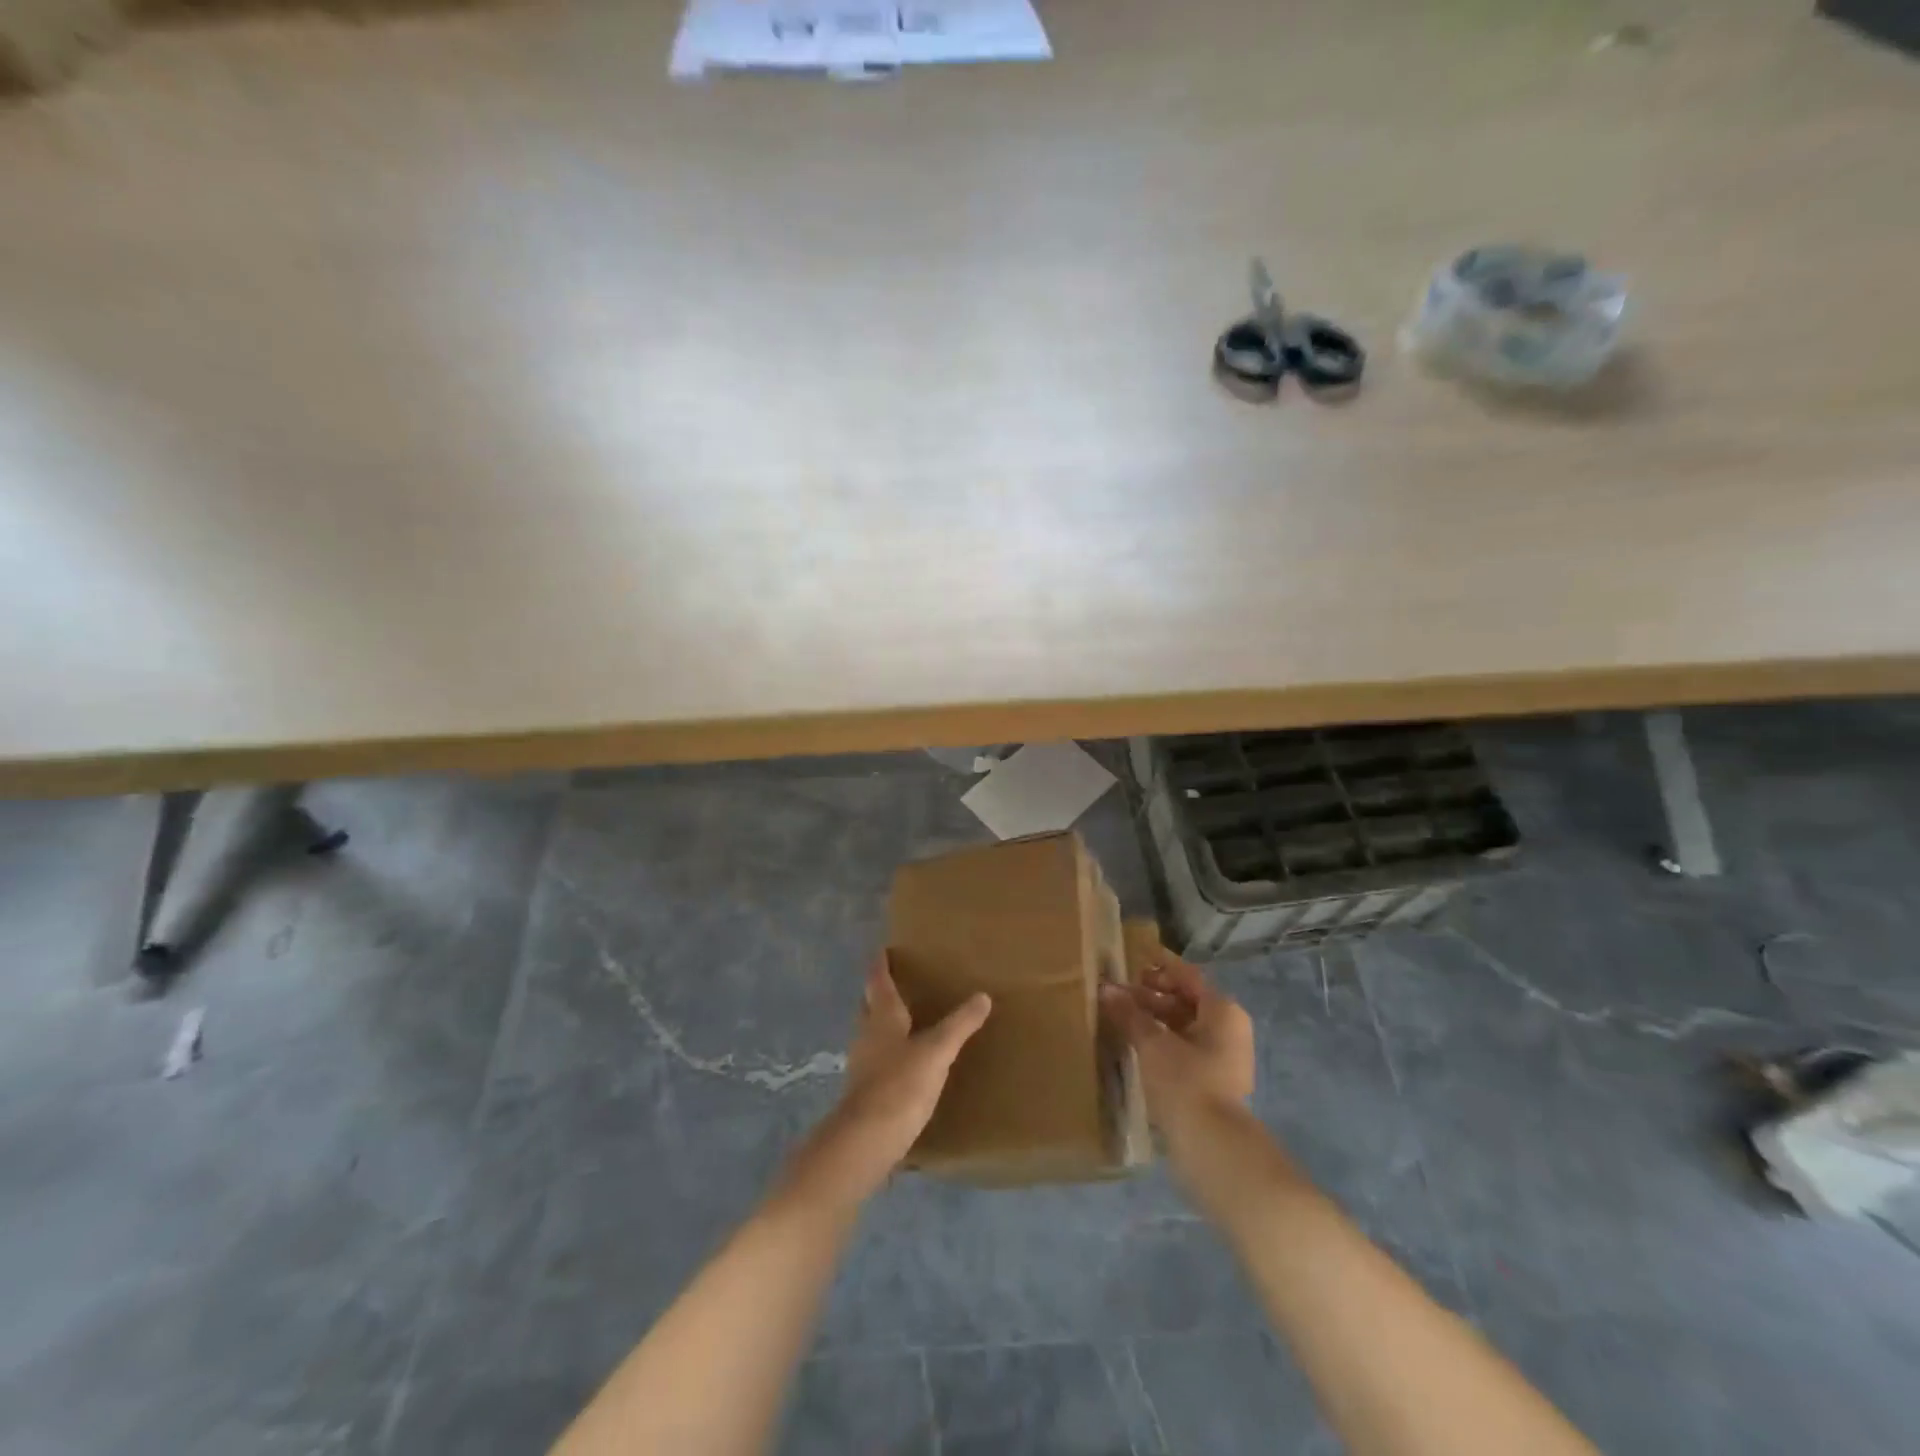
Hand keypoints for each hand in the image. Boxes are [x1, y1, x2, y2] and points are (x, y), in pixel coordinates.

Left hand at [783, 953, 991, 1211]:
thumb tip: (983, 996)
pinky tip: (904, 1064)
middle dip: (879, 993)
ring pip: (871, 1033)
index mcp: (881, 1017)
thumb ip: (959, 1025)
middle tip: (896, 981)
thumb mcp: (937, 1051)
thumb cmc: (900, 1085)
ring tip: (905, 1020)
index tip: (882, 950)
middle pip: (869, 1006)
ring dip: (883, 1024)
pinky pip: (877, 1060)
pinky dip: (888, 1053)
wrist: (866, 1141)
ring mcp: (862, 1065)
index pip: (878, 982)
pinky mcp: (865, 1092)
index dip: (880, 965)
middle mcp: (867, 1035)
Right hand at [1100, 952, 1253, 1145]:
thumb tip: (1106, 988)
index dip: (1158, 964)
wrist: (1212, 1147)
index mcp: (1222, 1010)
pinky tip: (1135, 1045)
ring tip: (1121, 1018)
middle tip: (1118, 992)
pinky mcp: (1214, 1080)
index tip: (1132, 958)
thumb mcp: (1151, 1043)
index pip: (1186, 975)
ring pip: (1184, 1025)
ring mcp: (1224, 1056)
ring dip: (1154, 1019)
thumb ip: (1129, 1013)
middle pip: (1186, 1000)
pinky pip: (1185, 1047)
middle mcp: (1229, 1028)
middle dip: (1152, 994)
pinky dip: (1162, 1040)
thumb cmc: (1185, 1082)